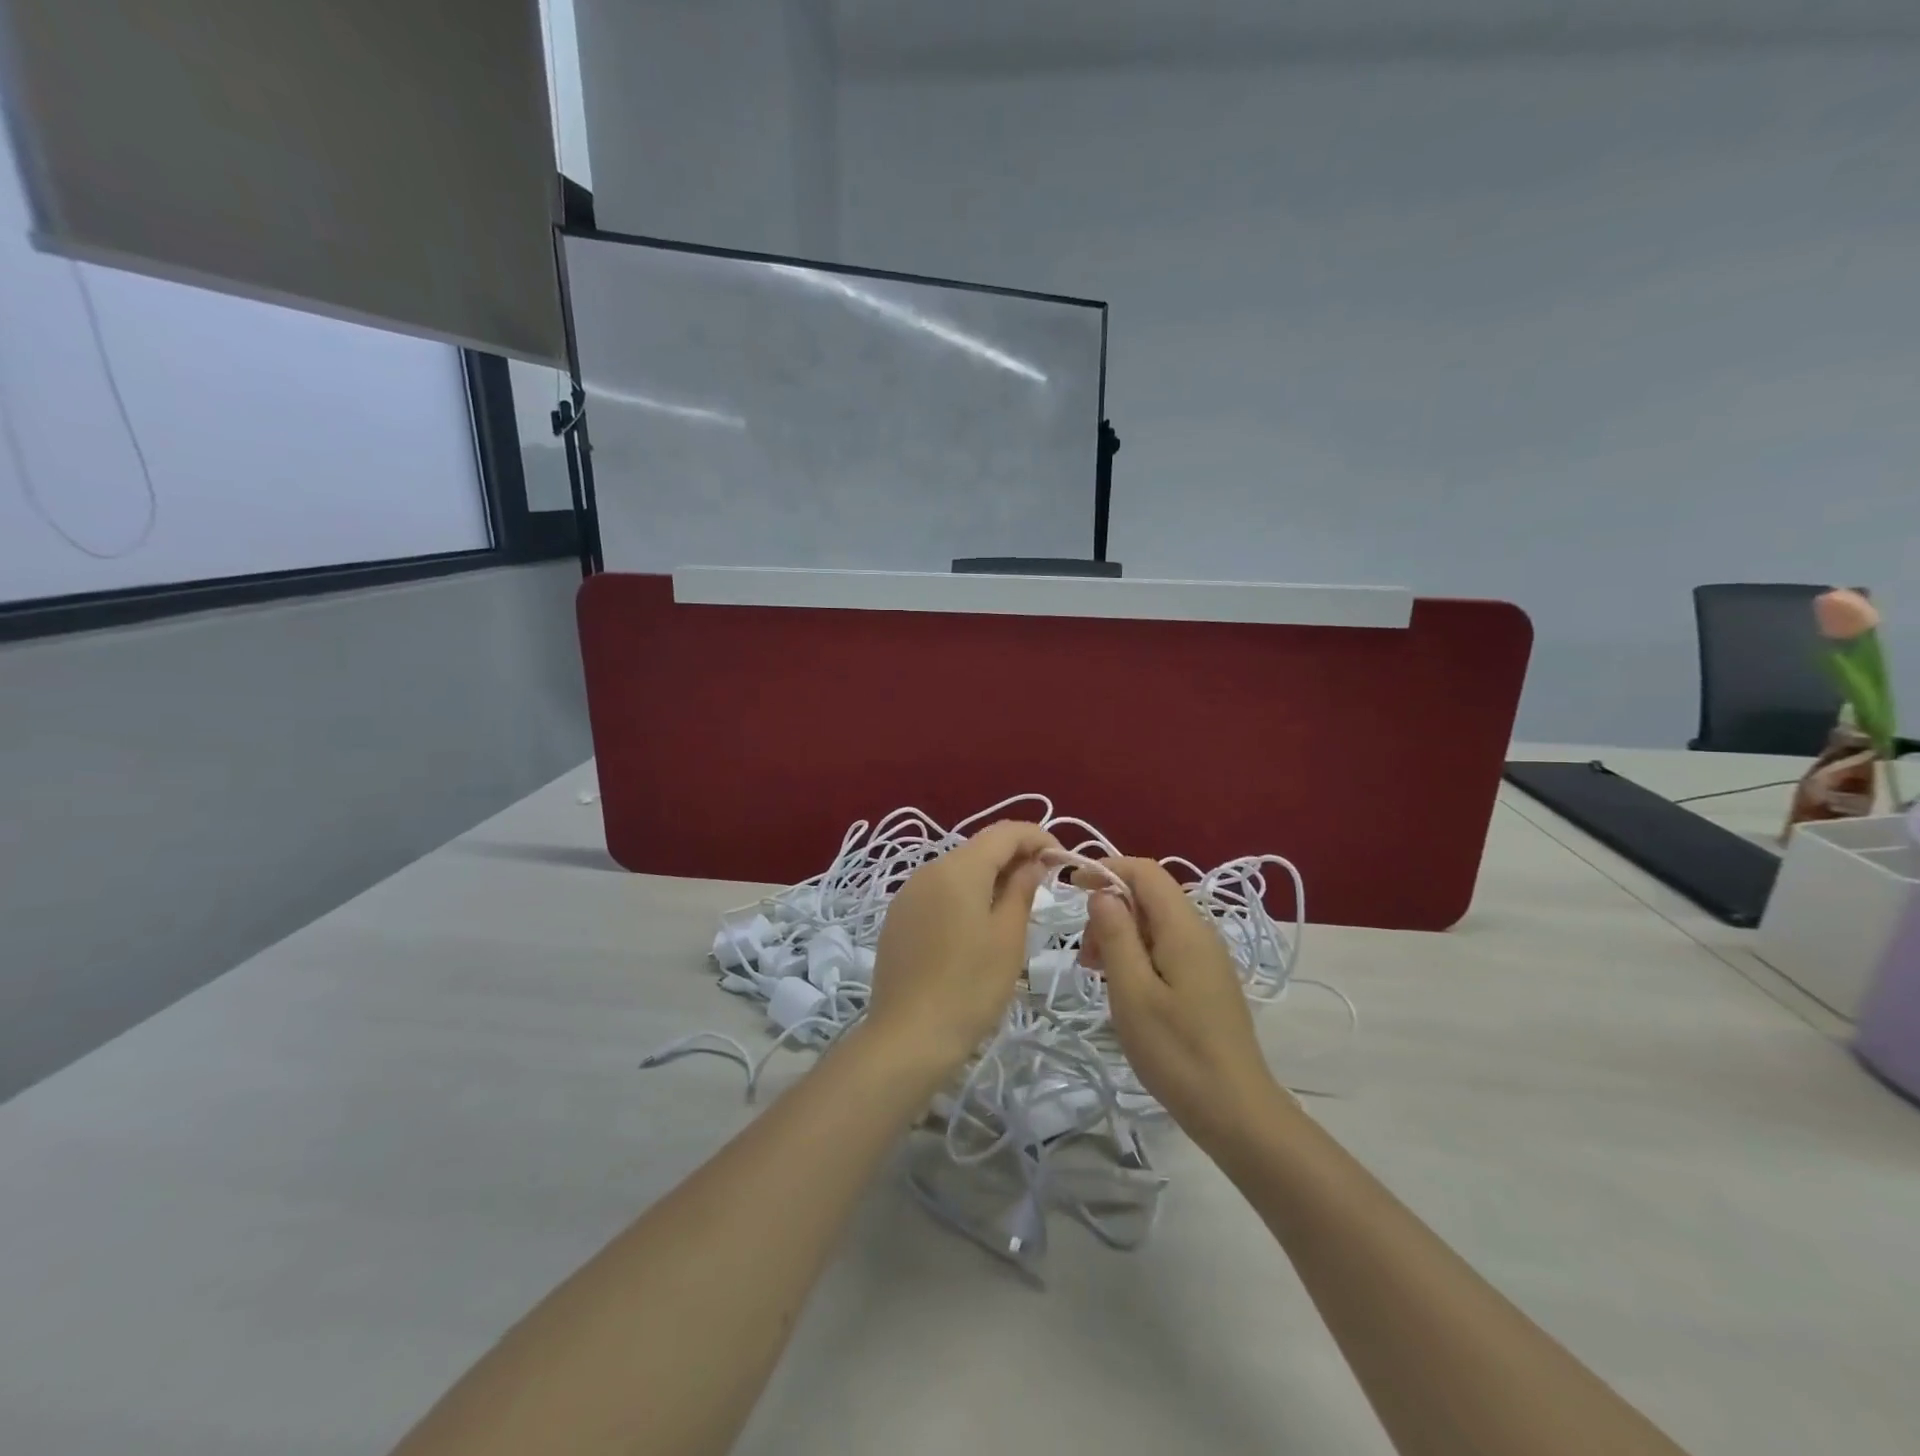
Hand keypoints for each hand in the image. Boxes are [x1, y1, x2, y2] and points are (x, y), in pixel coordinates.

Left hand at [866, 821, 1057, 1076]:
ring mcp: (908, 894)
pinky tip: (977, 925)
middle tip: (1044, 884)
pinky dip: (964, 896)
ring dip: (989, 877)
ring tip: (1015, 906)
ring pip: (958, 870)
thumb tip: (1033, 862)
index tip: (1061, 859)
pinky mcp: (898, 918)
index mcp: (958, 868)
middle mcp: (928, 870)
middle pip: (979, 848)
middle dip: (1014, 857)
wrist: (908, 1036)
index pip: (1005, 832)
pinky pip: (938, 892)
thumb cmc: (970, 987)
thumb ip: (1022, 889)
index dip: (1037, 837)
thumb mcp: (1008, 937)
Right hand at [1076, 858, 1286, 1150]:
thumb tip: (1102, 892)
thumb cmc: (1177, 1051)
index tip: (1070, 887)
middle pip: (1148, 897)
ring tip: (1097, 975)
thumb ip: (1116, 935)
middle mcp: (1199, 932)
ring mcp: (1206, 958)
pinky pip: (1165, 948)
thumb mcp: (1132, 992)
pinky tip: (1124, 990)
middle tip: (1085, 956)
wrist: (1236, 1111)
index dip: (1107, 868)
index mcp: (1184, 928)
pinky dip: (1137, 955)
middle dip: (1109, 910)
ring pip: (1154, 924)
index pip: (1145, 871)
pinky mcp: (1206, 981)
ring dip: (1120, 936)